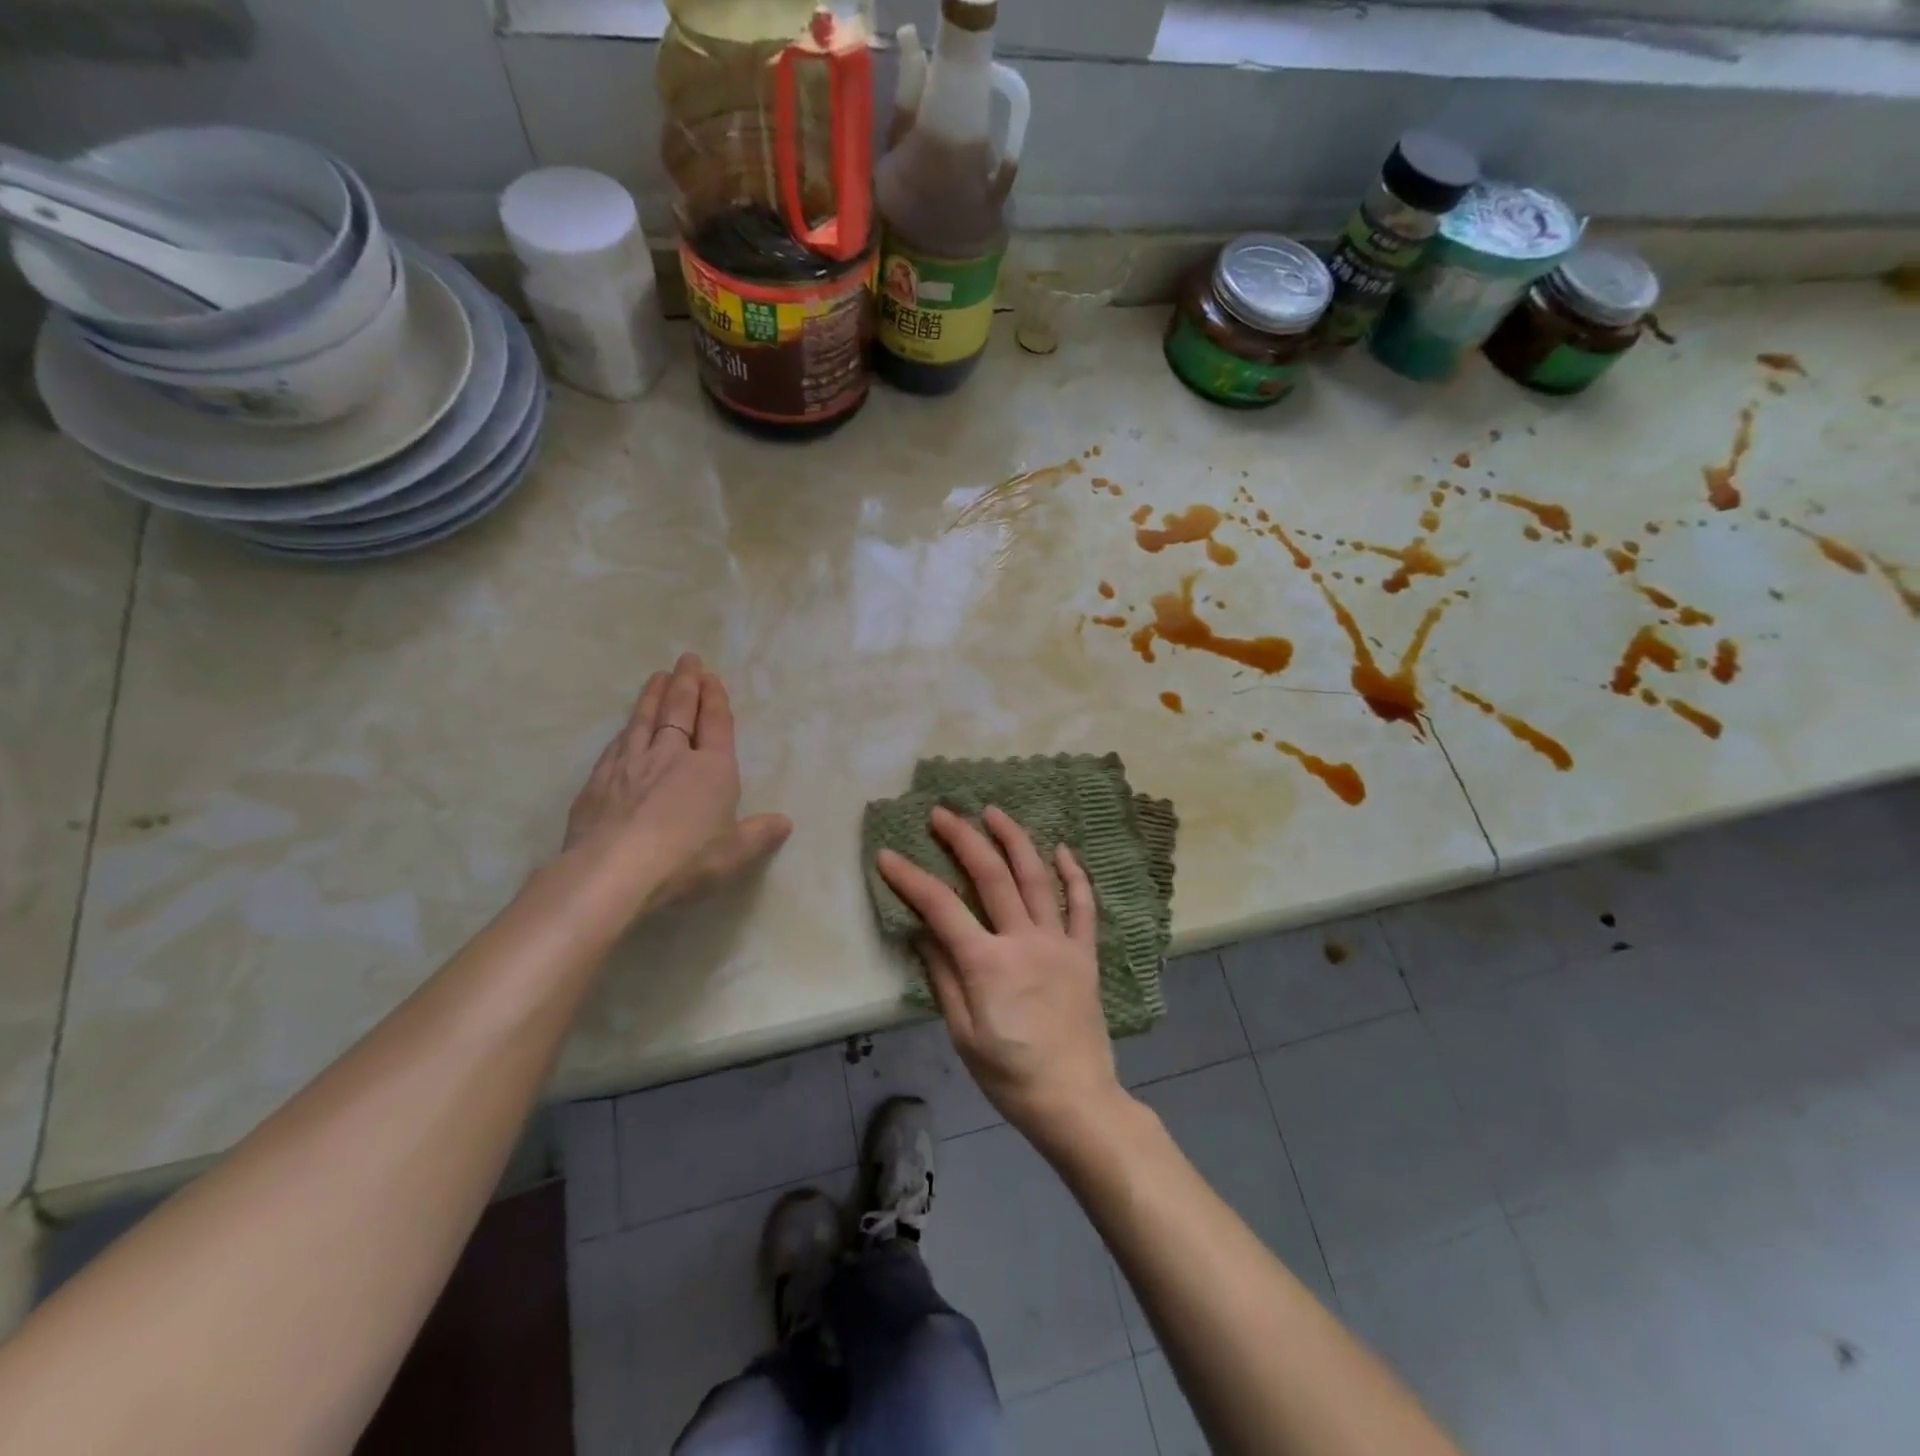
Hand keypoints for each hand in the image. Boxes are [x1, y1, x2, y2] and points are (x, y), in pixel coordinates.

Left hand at [564, 654, 791, 922]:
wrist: (615, 869)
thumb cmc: (686, 859)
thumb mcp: (734, 853)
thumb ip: (758, 834)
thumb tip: (785, 823)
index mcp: (712, 769)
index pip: (716, 724)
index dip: (716, 700)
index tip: (711, 677)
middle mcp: (672, 756)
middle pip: (680, 711)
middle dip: (686, 684)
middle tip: (687, 660)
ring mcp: (632, 764)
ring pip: (644, 719)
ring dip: (653, 695)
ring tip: (658, 676)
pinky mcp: (600, 779)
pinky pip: (617, 743)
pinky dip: (625, 728)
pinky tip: (625, 725)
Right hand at [876, 806, 1129, 1151]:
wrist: (1076, 1101)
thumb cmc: (1010, 1075)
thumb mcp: (963, 1034)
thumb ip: (943, 976)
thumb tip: (922, 931)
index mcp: (988, 963)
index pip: (941, 907)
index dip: (911, 878)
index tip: (888, 855)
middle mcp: (1024, 940)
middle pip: (991, 875)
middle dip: (963, 838)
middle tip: (941, 813)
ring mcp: (1059, 943)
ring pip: (1037, 877)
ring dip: (1014, 839)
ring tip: (993, 812)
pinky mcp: (1084, 953)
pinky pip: (1082, 906)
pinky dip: (1074, 874)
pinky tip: (1062, 849)